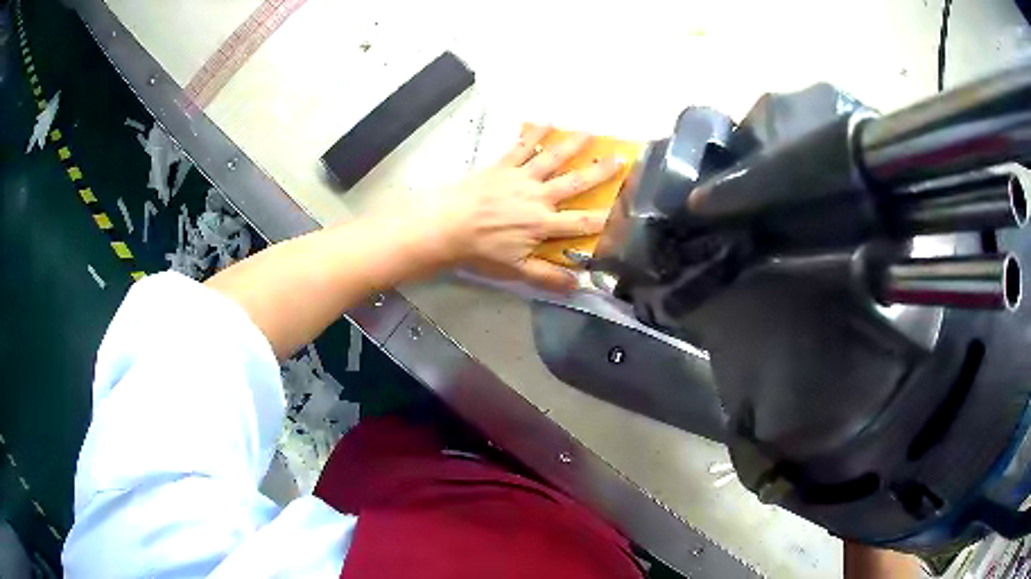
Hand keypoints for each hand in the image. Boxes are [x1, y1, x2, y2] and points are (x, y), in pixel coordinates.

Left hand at [413, 125, 624, 291]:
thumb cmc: (481, 250)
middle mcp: (538, 196)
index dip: (605, 218)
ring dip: (573, 146)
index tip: (625, 210)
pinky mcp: (503, 165)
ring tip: (590, 133)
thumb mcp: (516, 270)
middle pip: (575, 182)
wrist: (446, 226)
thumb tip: (578, 285)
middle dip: (600, 172)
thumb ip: (548, 276)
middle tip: (620, 159)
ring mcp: (521, 177)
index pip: (582, 222)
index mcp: (543, 224)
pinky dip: (535, 133)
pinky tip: (546, 121)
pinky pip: (522, 147)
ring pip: (552, 158)